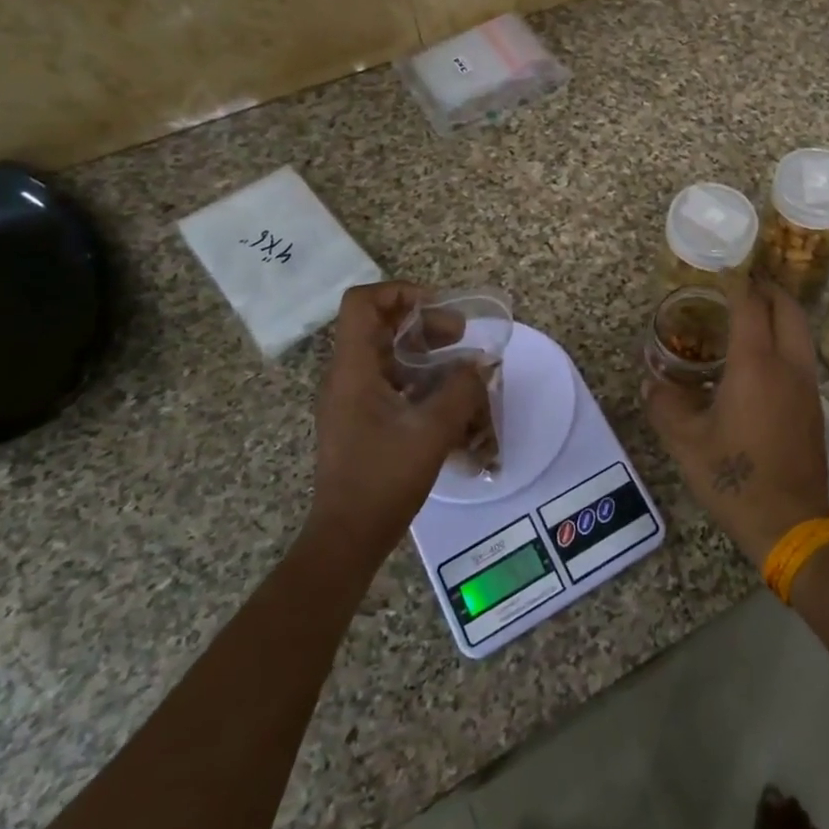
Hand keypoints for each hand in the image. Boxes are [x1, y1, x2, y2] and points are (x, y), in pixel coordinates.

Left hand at [307, 281, 487, 563]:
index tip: (439, 308)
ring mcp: (352, 398)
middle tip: (460, 335)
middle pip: (379, 324)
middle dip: (423, 321)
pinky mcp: (361, 418)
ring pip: (386, 352)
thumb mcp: (432, 431)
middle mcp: (346, 376)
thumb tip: (481, 363)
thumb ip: (461, 389)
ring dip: (424, 348)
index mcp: (353, 369)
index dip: (400, 293)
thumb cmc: (384, 479)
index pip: (362, 303)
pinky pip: (390, 379)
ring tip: (460, 363)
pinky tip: (448, 395)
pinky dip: (419, 375)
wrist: (348, 536)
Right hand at [644, 280, 828, 566]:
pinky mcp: (814, 405)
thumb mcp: (686, 443)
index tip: (723, 269)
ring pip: (801, 331)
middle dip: (768, 289)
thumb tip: (652, 382)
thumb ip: (665, 405)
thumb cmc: (735, 477)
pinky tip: (763, 358)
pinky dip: (786, 339)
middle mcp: (787, 366)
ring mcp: (807, 385)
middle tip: (744, 284)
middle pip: (787, 309)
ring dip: (781, 313)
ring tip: (753, 314)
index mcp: (756, 365)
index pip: (750, 306)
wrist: (790, 522)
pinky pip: (802, 355)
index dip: (737, 283)